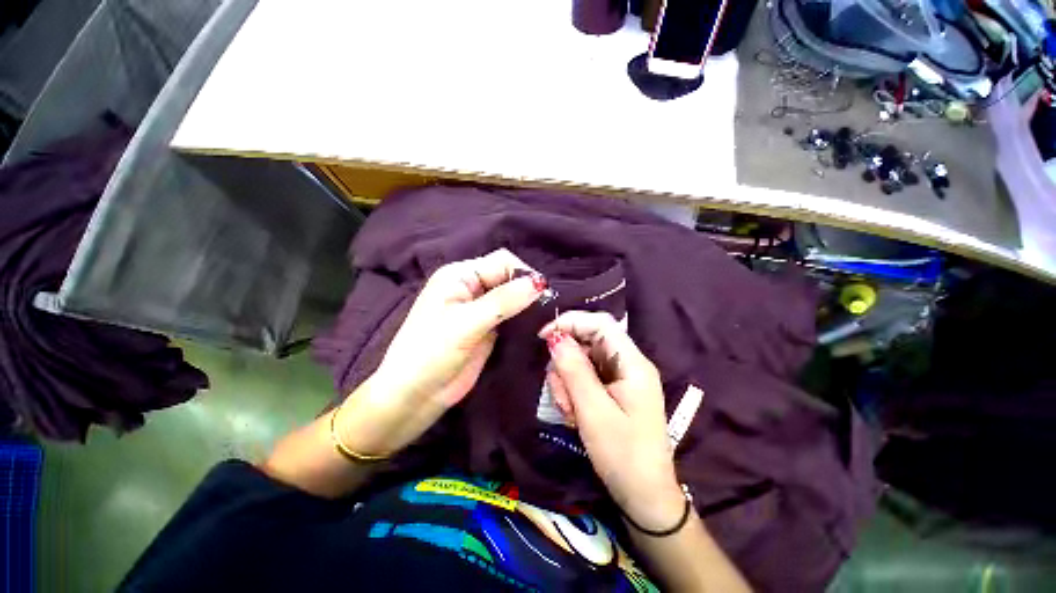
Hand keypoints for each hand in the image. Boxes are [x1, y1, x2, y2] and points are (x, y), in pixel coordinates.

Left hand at [337, 249, 542, 456]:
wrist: (414, 396)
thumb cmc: (431, 353)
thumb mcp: (466, 323)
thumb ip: (503, 301)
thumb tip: (539, 283)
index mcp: (460, 275)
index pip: (501, 262)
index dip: (524, 274)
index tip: (543, 295)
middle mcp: (472, 287)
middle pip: (509, 278)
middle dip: (528, 290)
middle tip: (548, 308)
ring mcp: (481, 309)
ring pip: (513, 298)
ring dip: (528, 305)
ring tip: (545, 318)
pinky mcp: (488, 328)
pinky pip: (511, 316)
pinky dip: (524, 320)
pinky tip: (536, 327)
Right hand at [540, 311, 686, 530]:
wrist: (644, 496)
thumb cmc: (622, 455)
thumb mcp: (593, 412)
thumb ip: (574, 371)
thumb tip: (555, 338)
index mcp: (632, 363)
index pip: (601, 323)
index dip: (571, 322)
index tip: (544, 336)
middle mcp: (628, 364)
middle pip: (589, 342)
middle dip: (567, 363)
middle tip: (561, 393)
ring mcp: (621, 377)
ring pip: (583, 360)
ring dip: (568, 381)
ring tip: (570, 411)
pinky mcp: (613, 390)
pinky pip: (586, 377)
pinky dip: (574, 391)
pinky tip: (574, 414)